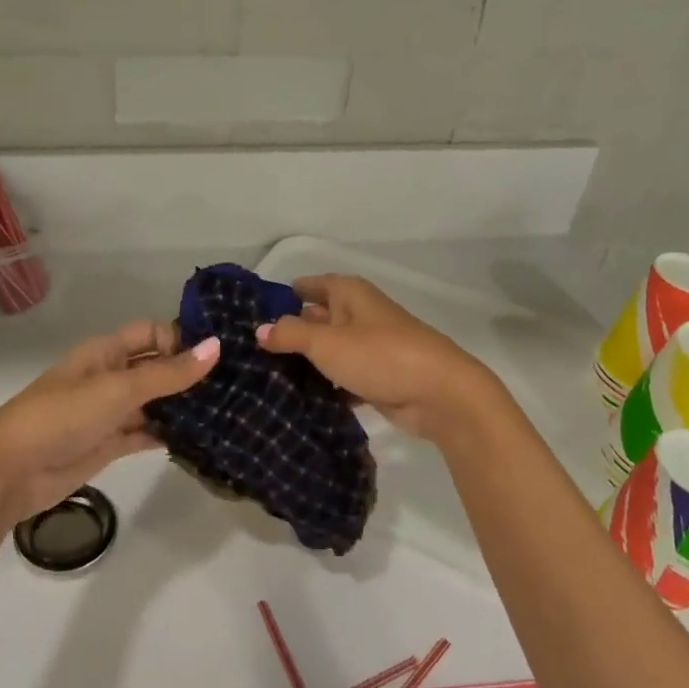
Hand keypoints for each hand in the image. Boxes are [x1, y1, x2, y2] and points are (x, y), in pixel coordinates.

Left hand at [0, 320, 219, 521]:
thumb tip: (216, 346)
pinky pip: (146, 433)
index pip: (152, 334)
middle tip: (236, 383)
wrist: (10, 471)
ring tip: (228, 410)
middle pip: (156, 368)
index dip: (182, 339)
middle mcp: (110, 376)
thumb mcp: (118, 389)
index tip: (221, 354)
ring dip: (183, 406)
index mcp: (106, 352)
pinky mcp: (110, 445)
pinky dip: (169, 435)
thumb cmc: (62, 416)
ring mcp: (110, 412)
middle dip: (189, 373)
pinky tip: (201, 439)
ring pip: (154, 403)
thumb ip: (168, 373)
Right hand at [256, 274, 499, 442]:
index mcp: (348, 294)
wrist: (440, 394)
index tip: (248, 314)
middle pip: (315, 319)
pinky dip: (325, 387)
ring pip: (328, 351)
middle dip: (287, 333)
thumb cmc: (379, 355)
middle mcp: (358, 314)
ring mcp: (369, 347)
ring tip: (263, 379)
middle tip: (248, 352)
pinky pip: (341, 378)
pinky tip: (297, 401)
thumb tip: (259, 329)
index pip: (307, 286)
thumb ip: (290, 334)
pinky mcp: (376, 378)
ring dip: (305, 364)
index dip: (280, 297)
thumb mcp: (326, 342)